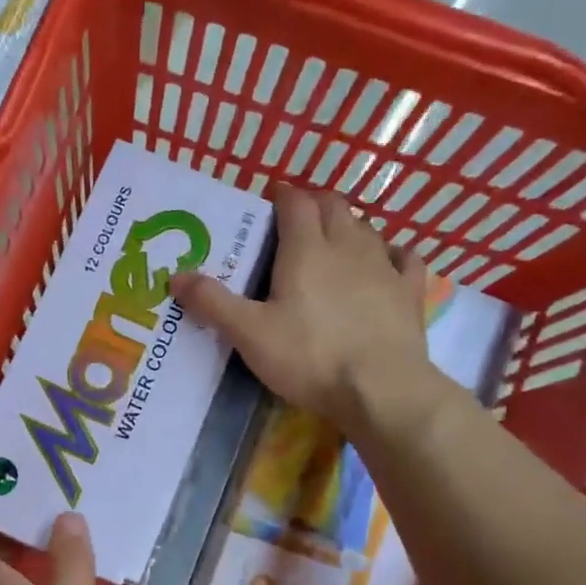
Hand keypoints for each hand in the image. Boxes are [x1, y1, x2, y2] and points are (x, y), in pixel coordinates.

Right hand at [172, 186, 438, 435]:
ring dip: (348, 226)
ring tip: (333, 241)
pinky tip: (386, 262)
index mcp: (306, 250)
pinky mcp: (410, 292)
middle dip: (315, 204)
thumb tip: (175, 275)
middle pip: (334, 207)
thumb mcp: (248, 333)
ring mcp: (384, 267)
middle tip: (297, 219)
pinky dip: (392, 253)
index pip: (296, 203)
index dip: (282, 195)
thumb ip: (212, 302)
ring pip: (367, 229)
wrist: (381, 389)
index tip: (270, 198)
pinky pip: (404, 258)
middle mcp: (348, 246)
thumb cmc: (309, 357)